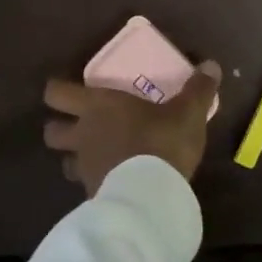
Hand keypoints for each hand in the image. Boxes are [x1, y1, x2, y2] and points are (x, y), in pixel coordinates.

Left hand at [43, 61, 222, 195]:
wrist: (150, 196)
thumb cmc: (161, 142)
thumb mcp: (188, 112)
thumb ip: (198, 89)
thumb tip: (210, 65)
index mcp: (98, 105)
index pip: (56, 92)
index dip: (58, 91)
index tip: (71, 92)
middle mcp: (83, 133)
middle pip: (51, 130)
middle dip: (60, 127)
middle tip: (80, 126)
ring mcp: (84, 167)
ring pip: (65, 161)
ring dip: (76, 158)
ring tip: (97, 157)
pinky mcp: (92, 195)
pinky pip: (86, 185)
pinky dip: (96, 182)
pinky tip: (114, 183)